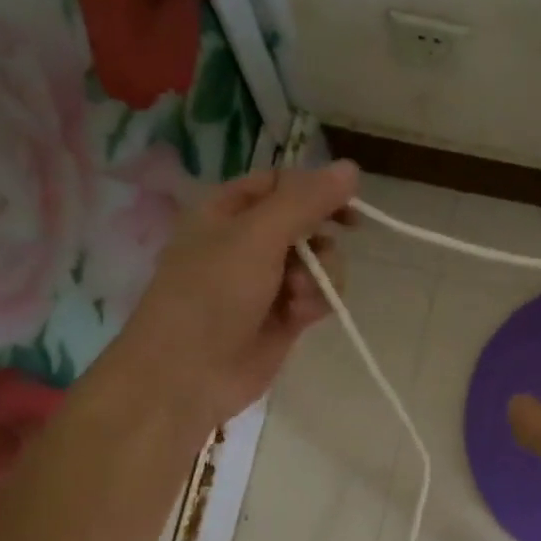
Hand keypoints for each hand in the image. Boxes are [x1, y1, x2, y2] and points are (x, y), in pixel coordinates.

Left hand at [117, 161, 358, 429]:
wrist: (189, 373)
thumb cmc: (212, 294)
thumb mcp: (257, 236)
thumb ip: (306, 202)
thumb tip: (352, 167)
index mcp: (229, 210)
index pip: (283, 185)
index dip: (317, 191)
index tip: (347, 207)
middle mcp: (249, 242)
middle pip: (308, 224)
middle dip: (320, 242)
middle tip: (319, 256)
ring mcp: (268, 281)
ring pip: (319, 263)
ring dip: (319, 277)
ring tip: (298, 298)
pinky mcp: (284, 316)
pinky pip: (318, 296)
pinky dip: (316, 303)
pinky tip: (301, 317)